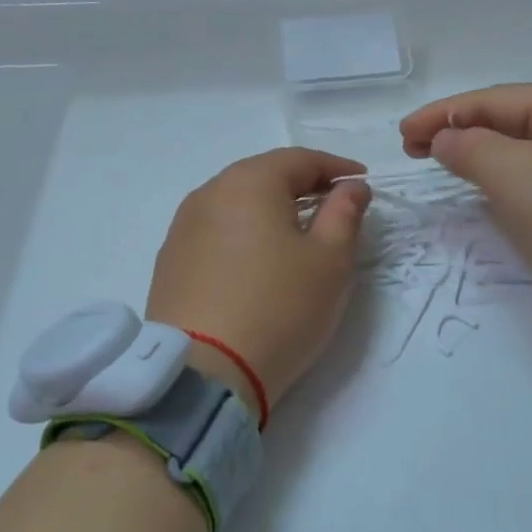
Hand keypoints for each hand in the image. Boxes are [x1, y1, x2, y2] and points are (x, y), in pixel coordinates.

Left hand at [146, 148, 371, 415]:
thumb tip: (351, 187)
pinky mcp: (170, 261)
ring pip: (236, 203)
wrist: (204, 372)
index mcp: (249, 182)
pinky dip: (243, 233)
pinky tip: (256, 258)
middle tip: (332, 203)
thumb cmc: (280, 308)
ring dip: (269, 209)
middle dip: (301, 184)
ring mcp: (182, 227)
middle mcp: (209, 193)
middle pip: (262, 176)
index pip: (299, 159)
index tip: (361, 182)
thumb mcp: (330, 261)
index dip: (335, 167)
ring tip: (296, 231)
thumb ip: (345, 214)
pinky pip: (216, 231)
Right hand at [400, 84, 531, 328]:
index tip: (403, 134)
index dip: (441, 113)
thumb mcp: (511, 177)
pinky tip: (482, 183)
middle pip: (507, 118)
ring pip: (519, 146)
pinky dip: (501, 173)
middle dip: (457, 130)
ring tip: (439, 162)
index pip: (492, 99)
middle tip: (412, 149)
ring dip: (477, 152)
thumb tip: (444, 139)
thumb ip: (468, 147)